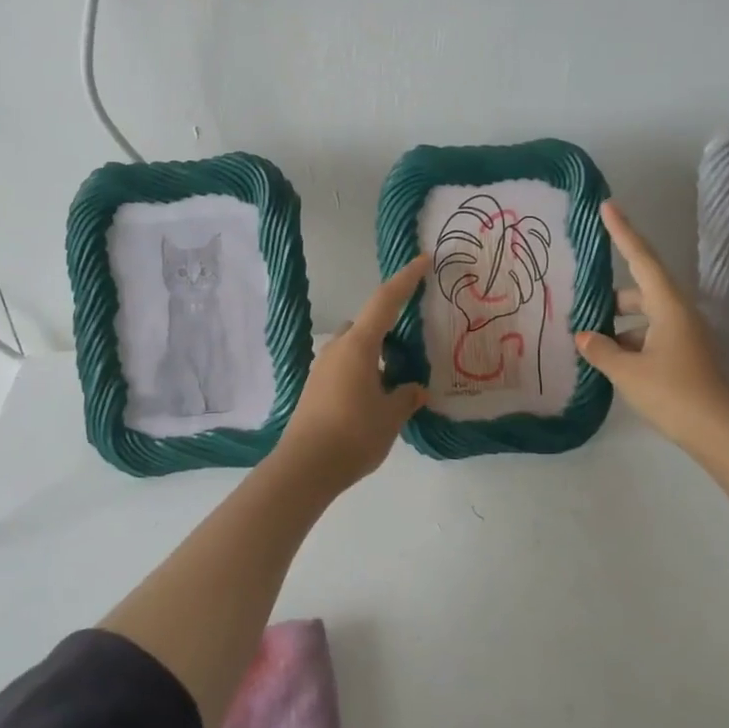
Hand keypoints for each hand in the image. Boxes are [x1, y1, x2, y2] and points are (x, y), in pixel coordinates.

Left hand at [274, 255, 431, 489]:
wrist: (305, 467)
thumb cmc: (353, 435)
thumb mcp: (390, 416)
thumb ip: (406, 397)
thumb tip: (413, 388)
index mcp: (359, 345)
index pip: (385, 301)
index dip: (406, 279)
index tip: (423, 260)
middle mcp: (338, 348)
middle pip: (368, 325)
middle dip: (391, 329)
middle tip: (414, 349)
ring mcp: (323, 367)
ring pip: (356, 347)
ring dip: (376, 355)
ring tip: (398, 381)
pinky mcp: (316, 387)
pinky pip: (346, 366)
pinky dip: (364, 371)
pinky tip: (376, 399)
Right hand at [575, 201, 728, 448]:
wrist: (724, 435)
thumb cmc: (675, 395)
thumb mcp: (628, 372)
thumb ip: (601, 350)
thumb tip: (584, 336)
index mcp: (669, 307)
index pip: (642, 259)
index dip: (623, 232)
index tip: (608, 206)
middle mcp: (680, 314)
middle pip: (642, 290)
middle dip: (613, 296)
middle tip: (583, 303)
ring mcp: (686, 337)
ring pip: (646, 318)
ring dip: (619, 325)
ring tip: (590, 341)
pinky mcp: (687, 358)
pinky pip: (652, 337)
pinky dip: (631, 342)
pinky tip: (611, 361)